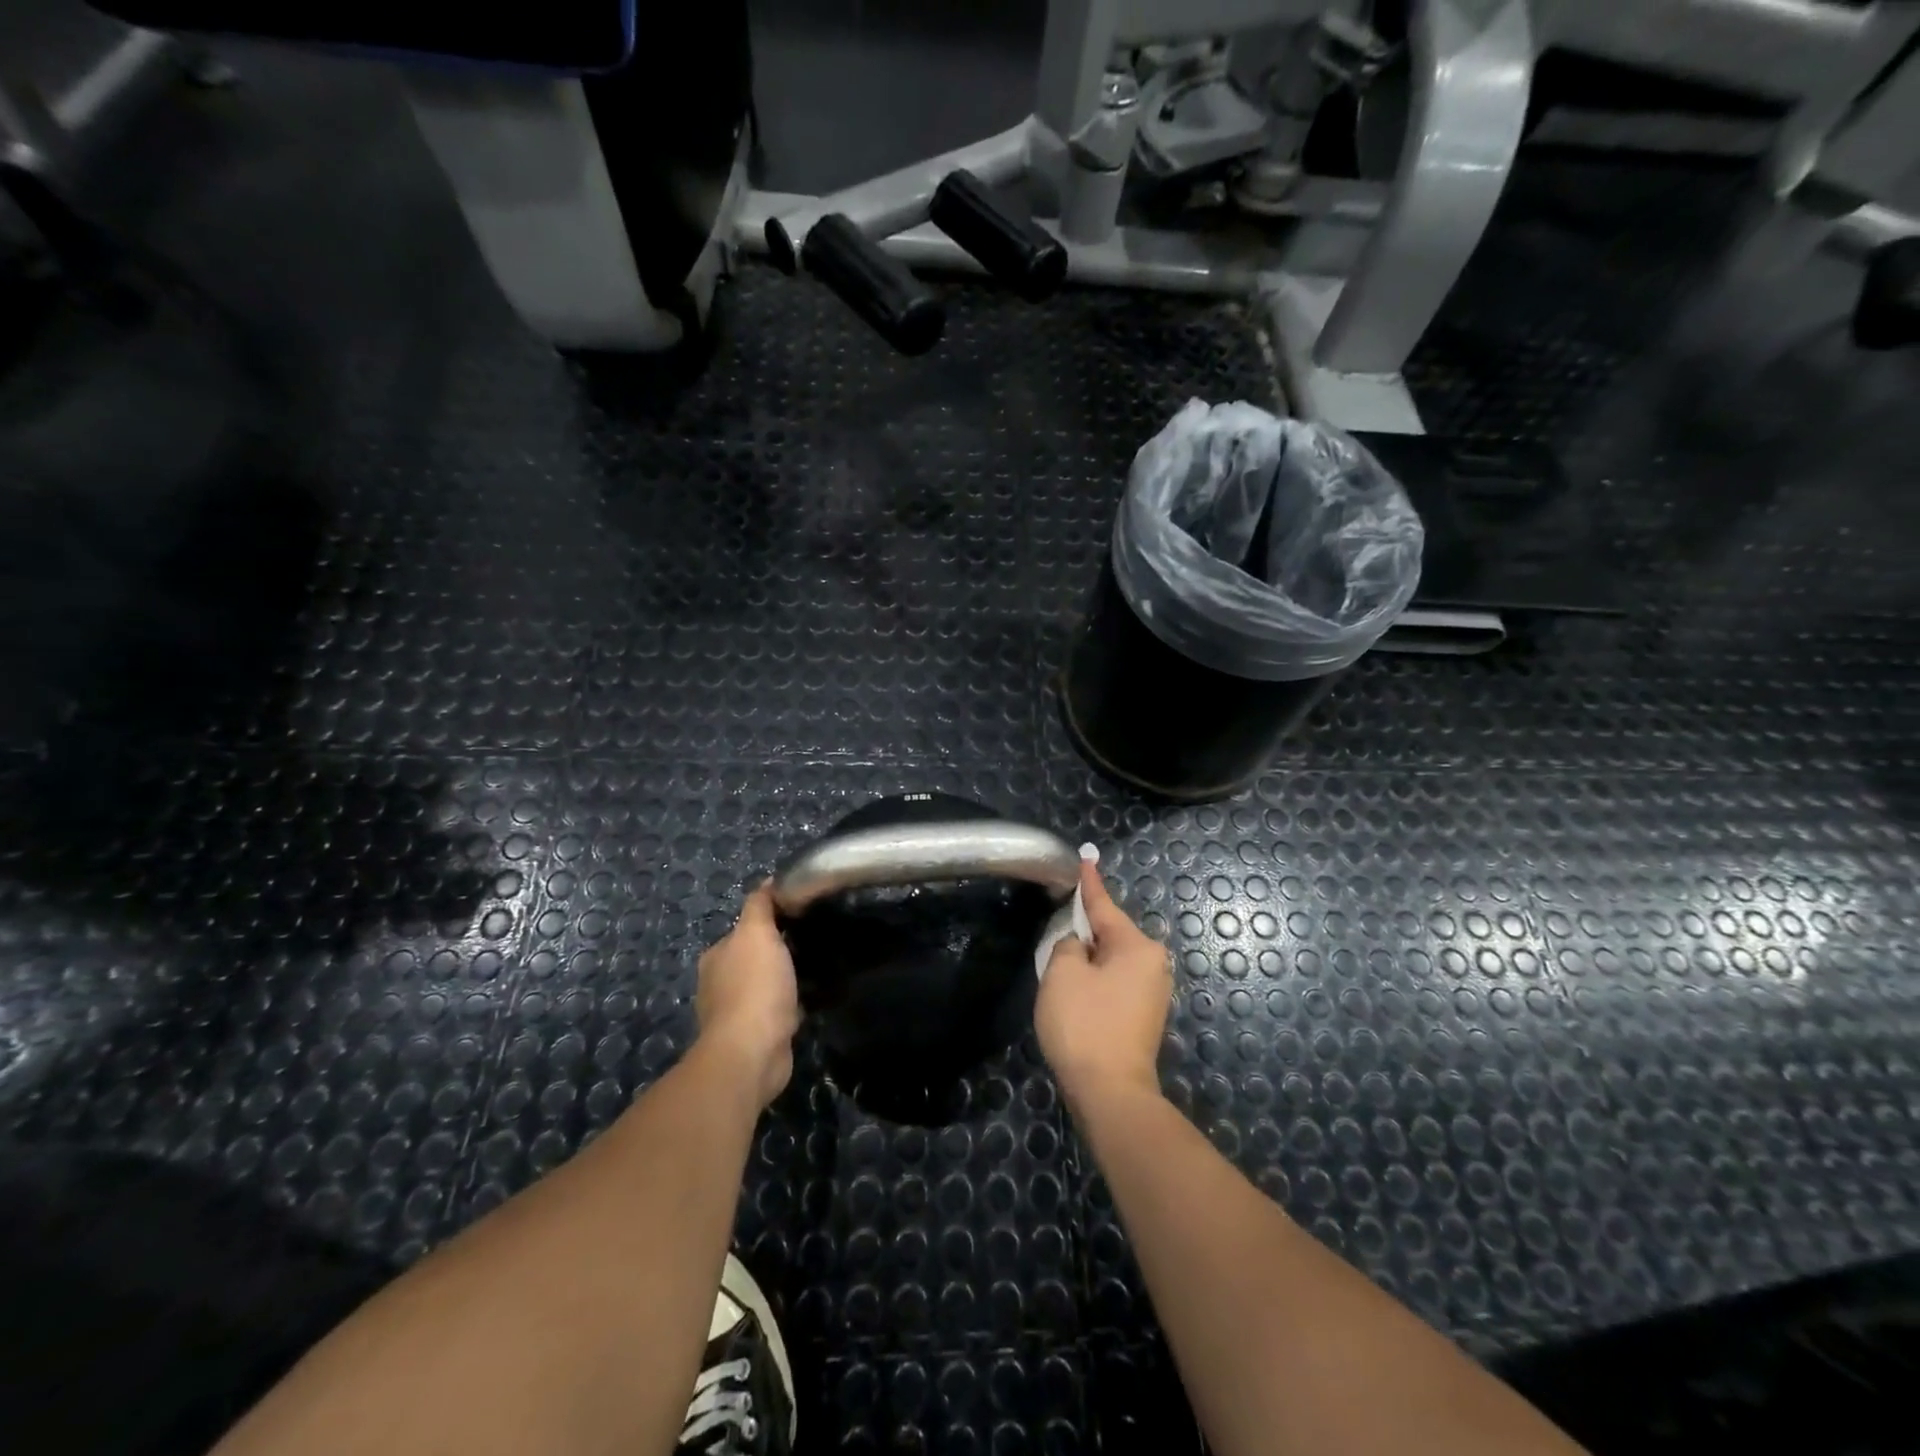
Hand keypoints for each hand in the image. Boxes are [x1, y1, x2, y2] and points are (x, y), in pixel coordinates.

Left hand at [696, 882, 800, 1109]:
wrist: (753, 1052)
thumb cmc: (754, 986)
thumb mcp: (757, 933)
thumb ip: (759, 906)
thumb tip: (767, 881)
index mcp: (717, 956)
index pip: (745, 929)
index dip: (772, 920)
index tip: (803, 915)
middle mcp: (720, 982)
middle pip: (755, 957)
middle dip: (781, 951)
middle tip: (817, 941)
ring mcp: (737, 1012)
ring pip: (767, 985)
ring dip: (787, 979)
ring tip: (820, 969)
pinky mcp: (756, 1036)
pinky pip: (778, 1010)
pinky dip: (793, 1004)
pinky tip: (813, 999)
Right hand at [1036, 857, 1171, 1106]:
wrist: (1110, 1093)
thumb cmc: (1085, 1024)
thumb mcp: (1063, 973)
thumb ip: (1068, 945)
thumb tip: (1079, 946)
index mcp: (1137, 946)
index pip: (1104, 905)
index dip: (1089, 883)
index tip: (1086, 858)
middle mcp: (1153, 963)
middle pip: (1110, 933)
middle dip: (1084, 928)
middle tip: (1058, 922)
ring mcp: (1152, 992)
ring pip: (1111, 959)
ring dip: (1088, 958)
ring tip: (1061, 961)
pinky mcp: (1144, 1016)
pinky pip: (1115, 981)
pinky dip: (1095, 979)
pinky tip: (1076, 990)